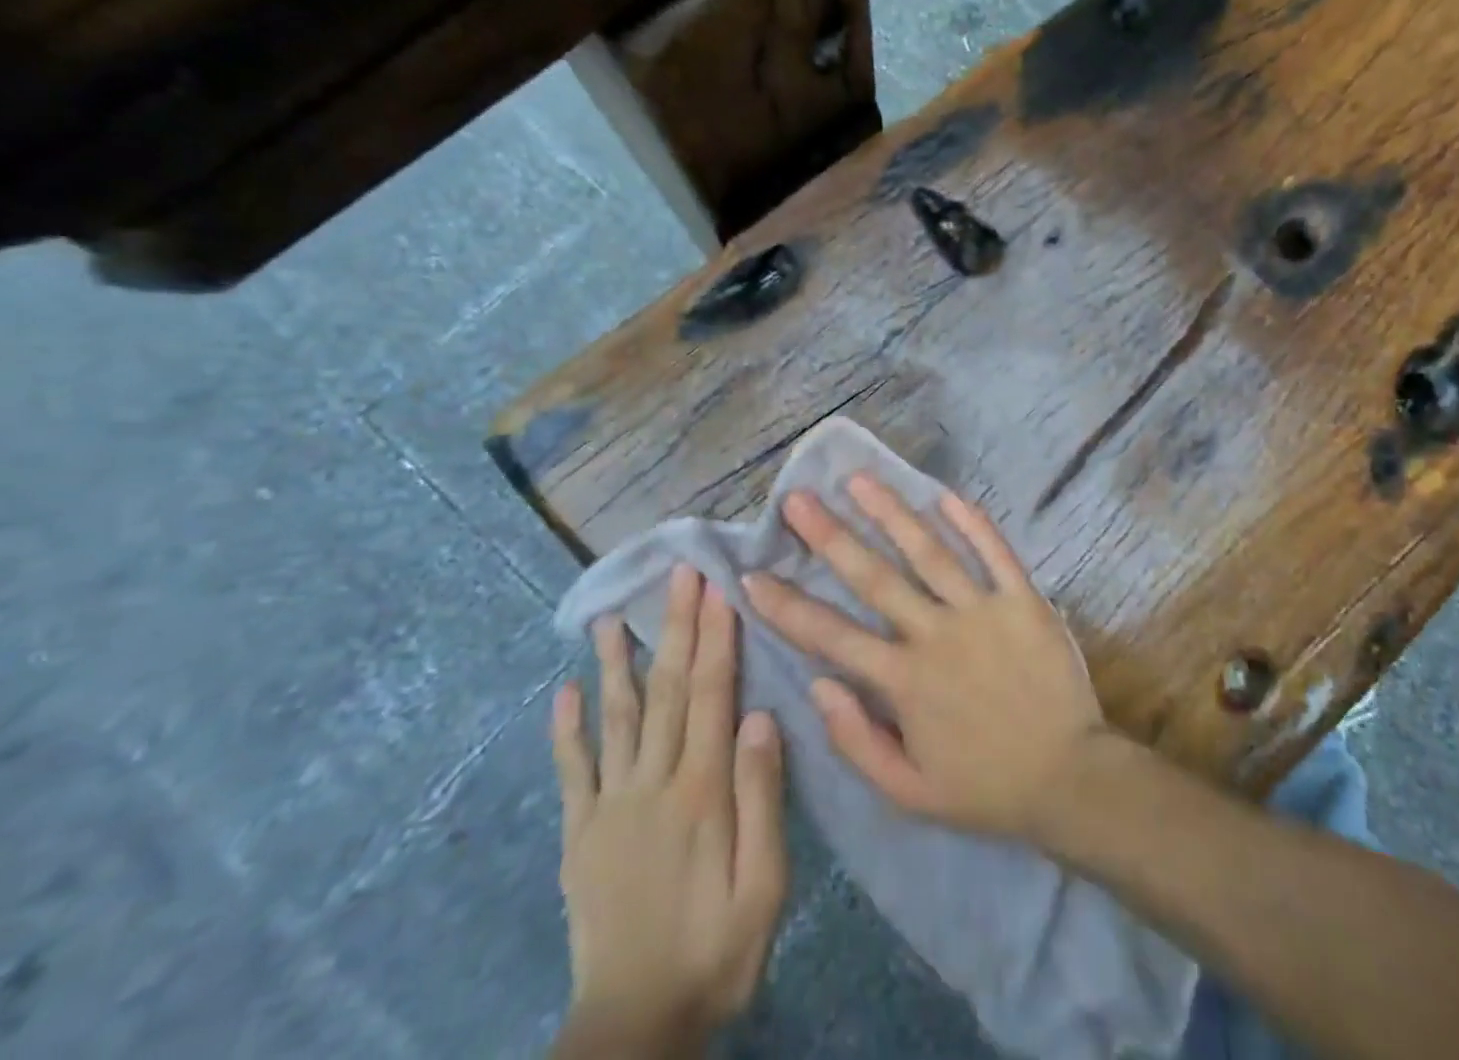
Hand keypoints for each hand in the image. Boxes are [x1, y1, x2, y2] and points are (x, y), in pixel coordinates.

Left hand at [550, 568, 787, 1055]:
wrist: (635, 1029)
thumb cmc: (716, 950)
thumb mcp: (765, 884)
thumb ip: (763, 798)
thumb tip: (762, 716)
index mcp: (702, 790)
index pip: (712, 694)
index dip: (715, 637)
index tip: (716, 589)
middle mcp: (652, 783)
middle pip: (668, 690)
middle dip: (676, 627)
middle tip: (677, 575)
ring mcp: (609, 806)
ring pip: (616, 718)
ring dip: (617, 662)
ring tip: (612, 617)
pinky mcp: (580, 834)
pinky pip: (571, 771)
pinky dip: (566, 729)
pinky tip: (564, 691)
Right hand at [743, 477, 1111, 841]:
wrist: (1070, 779)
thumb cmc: (985, 787)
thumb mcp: (909, 793)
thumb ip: (856, 741)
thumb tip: (817, 685)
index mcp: (904, 681)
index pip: (831, 636)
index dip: (787, 607)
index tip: (751, 575)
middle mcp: (936, 635)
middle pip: (874, 577)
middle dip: (831, 537)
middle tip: (798, 499)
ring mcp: (982, 611)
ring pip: (929, 552)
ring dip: (891, 513)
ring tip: (859, 480)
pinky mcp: (1023, 600)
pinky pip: (995, 553)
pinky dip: (972, 523)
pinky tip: (946, 494)